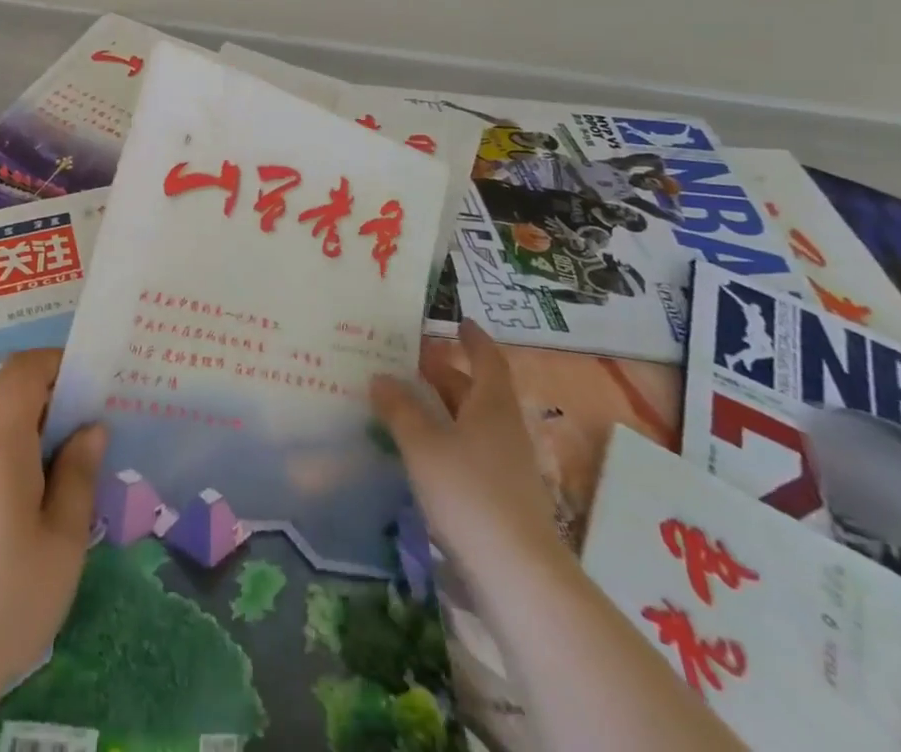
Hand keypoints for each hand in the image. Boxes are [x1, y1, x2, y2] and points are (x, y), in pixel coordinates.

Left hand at [0, 350, 105, 703]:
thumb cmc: (10, 599)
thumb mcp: (63, 542)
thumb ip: (78, 477)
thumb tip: (92, 427)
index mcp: (4, 450)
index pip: (20, 373)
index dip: (52, 361)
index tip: (87, 376)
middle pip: (15, 403)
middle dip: (57, 404)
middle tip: (97, 427)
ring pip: (7, 438)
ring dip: (42, 439)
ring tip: (81, 470)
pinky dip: (24, 466)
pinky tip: (48, 507)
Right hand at [372, 319, 564, 577]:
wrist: (519, 578)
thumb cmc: (469, 494)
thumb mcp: (422, 445)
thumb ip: (399, 409)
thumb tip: (381, 378)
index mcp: (492, 407)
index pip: (488, 361)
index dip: (473, 340)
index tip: (458, 323)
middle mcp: (504, 431)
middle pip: (477, 392)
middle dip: (447, 374)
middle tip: (411, 361)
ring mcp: (506, 468)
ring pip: (472, 424)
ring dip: (443, 409)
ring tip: (406, 402)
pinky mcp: (501, 500)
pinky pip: (469, 453)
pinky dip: (445, 441)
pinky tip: (420, 451)